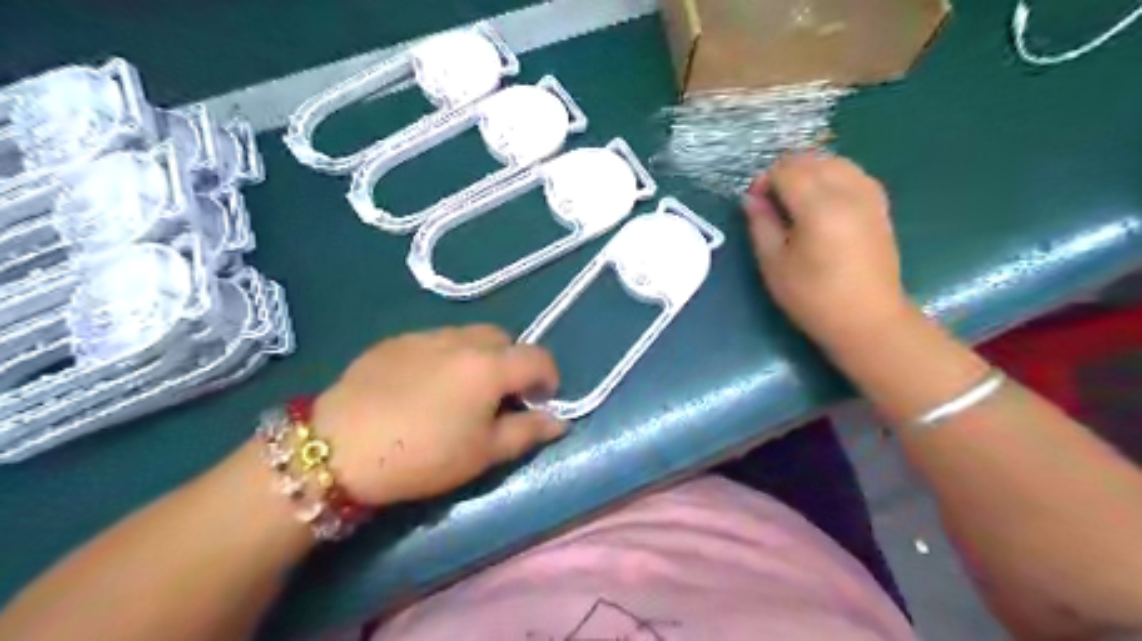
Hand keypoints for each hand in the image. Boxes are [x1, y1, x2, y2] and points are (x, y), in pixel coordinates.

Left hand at [311, 326, 563, 506]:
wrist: (338, 448)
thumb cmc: (423, 455)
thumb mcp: (483, 453)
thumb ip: (527, 432)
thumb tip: (560, 421)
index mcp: (490, 366)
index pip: (539, 357)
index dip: (549, 378)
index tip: (539, 402)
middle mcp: (462, 339)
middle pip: (505, 338)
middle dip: (513, 363)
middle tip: (499, 397)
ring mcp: (425, 335)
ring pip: (468, 335)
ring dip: (479, 357)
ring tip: (460, 391)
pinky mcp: (395, 340)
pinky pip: (435, 340)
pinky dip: (445, 356)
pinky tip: (423, 387)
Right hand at [747, 149, 916, 345]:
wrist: (868, 319)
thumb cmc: (814, 298)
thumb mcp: (774, 264)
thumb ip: (761, 224)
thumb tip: (752, 198)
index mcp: (819, 207)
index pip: (786, 170)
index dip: (764, 181)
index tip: (755, 204)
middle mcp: (848, 192)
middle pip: (811, 159)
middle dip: (785, 173)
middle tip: (772, 203)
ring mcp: (869, 196)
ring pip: (834, 161)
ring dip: (809, 172)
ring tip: (796, 202)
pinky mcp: (881, 205)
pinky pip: (853, 173)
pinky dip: (832, 177)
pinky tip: (822, 202)